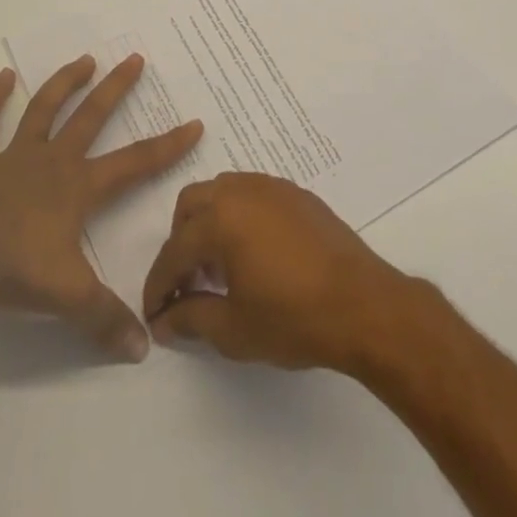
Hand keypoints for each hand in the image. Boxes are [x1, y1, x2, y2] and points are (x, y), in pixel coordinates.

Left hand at [0, 54, 201, 361]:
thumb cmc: (15, 268)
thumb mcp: (69, 297)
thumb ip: (106, 320)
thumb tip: (143, 350)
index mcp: (79, 187)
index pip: (135, 163)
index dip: (168, 145)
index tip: (194, 122)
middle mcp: (53, 160)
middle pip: (91, 116)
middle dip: (116, 88)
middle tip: (135, 58)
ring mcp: (14, 155)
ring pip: (44, 108)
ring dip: (64, 82)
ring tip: (84, 59)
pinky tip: (2, 77)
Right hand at [142, 172, 414, 371]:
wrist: (362, 304)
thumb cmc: (293, 318)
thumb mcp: (233, 329)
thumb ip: (191, 318)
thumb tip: (165, 320)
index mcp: (220, 218)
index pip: (174, 250)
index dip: (159, 285)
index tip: (154, 312)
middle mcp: (241, 191)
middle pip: (192, 204)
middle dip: (180, 242)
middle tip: (186, 283)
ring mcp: (272, 187)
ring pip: (222, 192)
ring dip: (210, 224)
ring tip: (220, 269)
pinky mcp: (296, 194)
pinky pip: (252, 195)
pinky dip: (239, 217)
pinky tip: (253, 254)